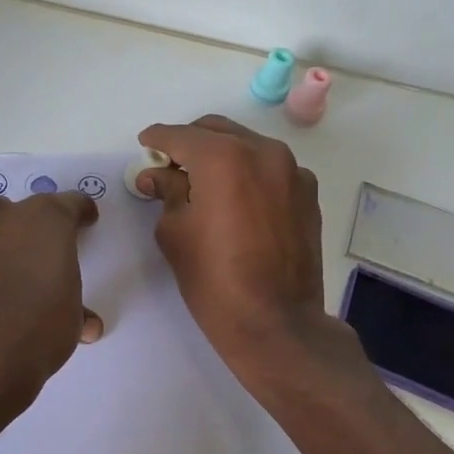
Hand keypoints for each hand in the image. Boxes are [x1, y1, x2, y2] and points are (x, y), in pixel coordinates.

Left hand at [0, 191, 102, 410]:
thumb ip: (76, 312)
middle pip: (18, 214)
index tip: (84, 223)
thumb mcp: (70, 321)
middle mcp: (2, 214)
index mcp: (46, 219)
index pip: (70, 204)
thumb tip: (86, 324)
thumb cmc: (35, 326)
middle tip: (32, 264)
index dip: (79, 214)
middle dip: (25, 234)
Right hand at [137, 116, 338, 372]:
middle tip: (170, 166)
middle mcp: (263, 152)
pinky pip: (270, 169)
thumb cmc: (214, 279)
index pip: (181, 135)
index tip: (145, 144)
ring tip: (202, 183)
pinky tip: (236, 201)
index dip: (158, 139)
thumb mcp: (175, 232)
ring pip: (247, 147)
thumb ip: (166, 192)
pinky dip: (249, 174)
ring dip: (221, 156)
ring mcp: (292, 172)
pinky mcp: (308, 194)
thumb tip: (158, 175)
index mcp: (224, 157)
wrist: (276, 322)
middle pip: (217, 131)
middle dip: (190, 143)